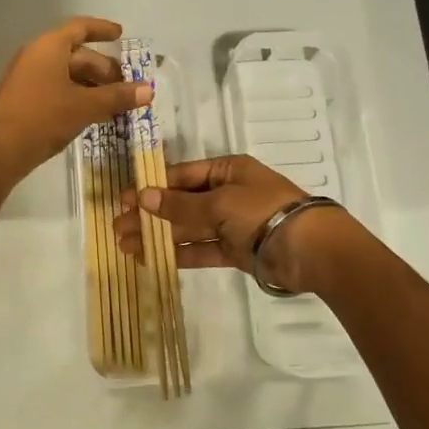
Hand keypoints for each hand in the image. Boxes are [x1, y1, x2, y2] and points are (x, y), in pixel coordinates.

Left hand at [0, 18, 151, 186]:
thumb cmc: (42, 117)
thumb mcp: (85, 106)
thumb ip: (117, 96)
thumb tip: (149, 89)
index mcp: (49, 47)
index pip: (80, 28)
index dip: (102, 29)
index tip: (121, 35)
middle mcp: (36, 56)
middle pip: (76, 54)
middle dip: (103, 69)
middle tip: (125, 86)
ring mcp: (26, 79)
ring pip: (66, 75)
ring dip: (91, 86)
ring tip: (114, 104)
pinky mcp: (22, 100)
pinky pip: (55, 89)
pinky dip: (76, 96)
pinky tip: (91, 115)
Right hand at [113, 154, 363, 294]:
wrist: (310, 250)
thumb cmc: (263, 211)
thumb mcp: (220, 202)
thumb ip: (181, 204)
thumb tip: (143, 197)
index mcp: (227, 170)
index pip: (182, 175)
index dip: (152, 187)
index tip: (124, 200)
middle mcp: (228, 193)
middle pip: (181, 202)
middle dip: (150, 215)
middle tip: (118, 227)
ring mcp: (232, 223)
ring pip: (188, 228)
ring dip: (158, 235)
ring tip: (126, 246)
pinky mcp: (236, 251)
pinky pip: (202, 249)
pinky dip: (179, 253)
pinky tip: (152, 258)